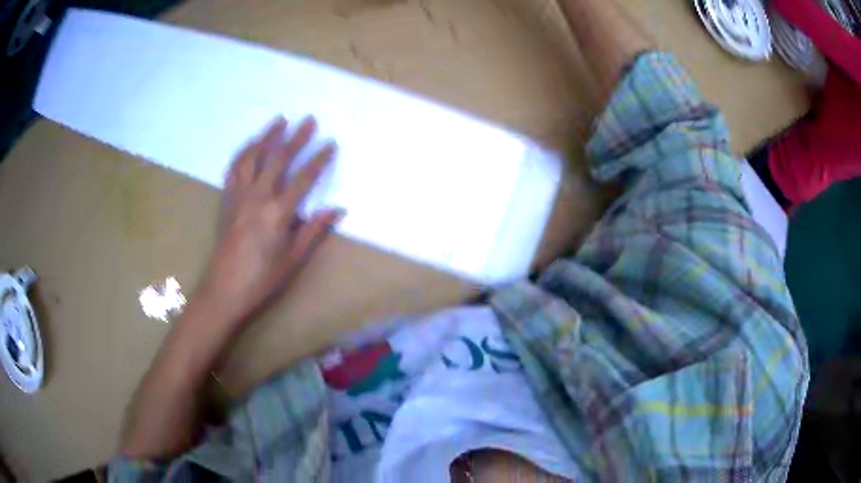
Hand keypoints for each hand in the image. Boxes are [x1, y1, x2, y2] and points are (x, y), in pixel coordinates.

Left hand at [197, 116, 343, 327]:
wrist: (224, 289)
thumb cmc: (262, 278)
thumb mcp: (293, 258)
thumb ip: (314, 230)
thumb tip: (338, 209)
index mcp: (277, 213)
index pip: (303, 178)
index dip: (319, 160)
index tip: (330, 143)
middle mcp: (257, 197)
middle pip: (278, 160)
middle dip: (295, 138)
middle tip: (308, 120)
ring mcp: (239, 196)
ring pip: (252, 158)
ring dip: (267, 137)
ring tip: (279, 121)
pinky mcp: (226, 200)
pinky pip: (234, 169)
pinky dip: (243, 153)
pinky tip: (250, 145)